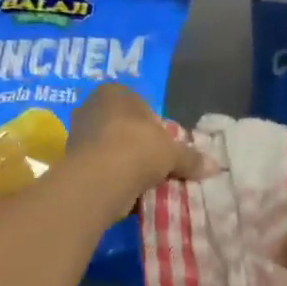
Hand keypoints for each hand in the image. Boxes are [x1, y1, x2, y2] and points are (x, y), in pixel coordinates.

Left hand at [63, 84, 214, 217]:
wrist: (99, 180)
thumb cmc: (137, 148)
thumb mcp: (172, 152)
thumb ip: (191, 157)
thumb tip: (215, 166)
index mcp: (114, 92)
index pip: (141, 106)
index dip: (156, 127)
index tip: (166, 147)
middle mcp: (91, 107)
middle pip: (124, 127)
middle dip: (140, 145)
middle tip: (157, 165)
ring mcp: (78, 135)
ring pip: (111, 149)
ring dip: (126, 164)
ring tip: (144, 182)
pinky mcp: (71, 162)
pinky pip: (101, 168)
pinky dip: (113, 178)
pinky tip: (127, 192)